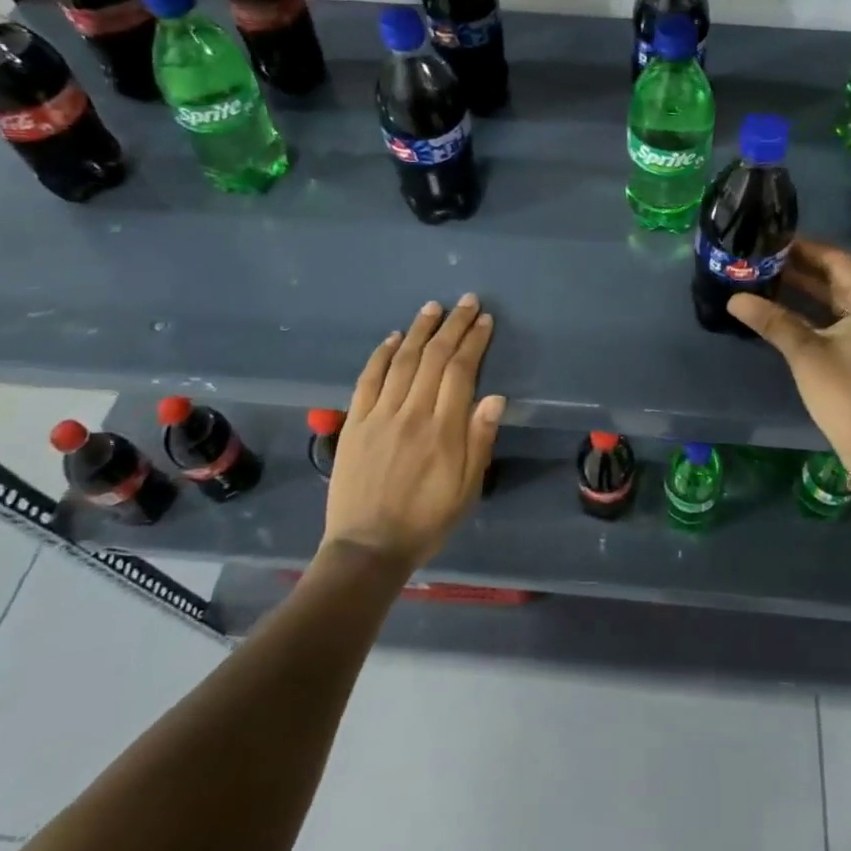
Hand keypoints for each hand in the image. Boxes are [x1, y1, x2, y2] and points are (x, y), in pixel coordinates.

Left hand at [321, 294, 505, 571]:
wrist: (367, 548)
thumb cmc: (427, 520)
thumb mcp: (467, 488)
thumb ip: (480, 440)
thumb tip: (495, 396)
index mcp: (443, 429)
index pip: (461, 371)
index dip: (474, 341)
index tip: (484, 320)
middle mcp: (412, 413)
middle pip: (435, 357)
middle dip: (453, 326)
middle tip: (466, 302)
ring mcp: (380, 415)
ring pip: (403, 361)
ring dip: (420, 330)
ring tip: (433, 308)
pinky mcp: (355, 422)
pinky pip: (368, 379)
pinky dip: (382, 354)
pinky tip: (394, 338)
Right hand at [727, 240, 850, 462]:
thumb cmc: (845, 394)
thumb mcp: (806, 353)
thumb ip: (772, 320)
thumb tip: (734, 298)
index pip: (837, 261)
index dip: (806, 248)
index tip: (774, 240)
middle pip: (837, 278)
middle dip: (801, 268)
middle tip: (763, 257)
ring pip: (835, 299)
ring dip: (804, 290)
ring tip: (766, 277)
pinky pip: (837, 318)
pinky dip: (812, 311)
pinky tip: (782, 308)